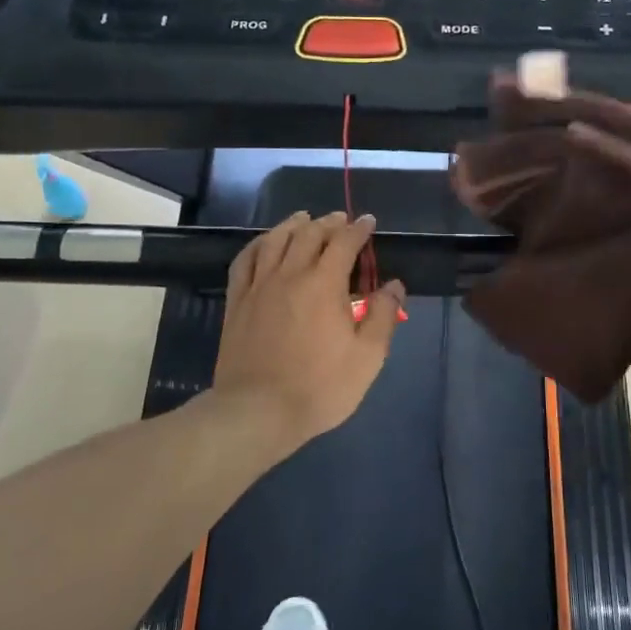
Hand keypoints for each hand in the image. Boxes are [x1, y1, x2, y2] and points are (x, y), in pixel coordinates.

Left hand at [214, 212, 405, 452]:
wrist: (258, 411)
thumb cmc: (320, 387)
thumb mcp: (367, 357)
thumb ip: (383, 316)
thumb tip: (393, 285)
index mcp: (324, 284)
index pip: (344, 242)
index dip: (358, 229)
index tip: (368, 222)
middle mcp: (290, 274)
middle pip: (309, 234)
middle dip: (328, 222)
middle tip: (340, 220)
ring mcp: (259, 286)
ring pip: (275, 240)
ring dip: (293, 225)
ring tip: (304, 219)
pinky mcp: (237, 301)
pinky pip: (245, 260)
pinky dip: (258, 244)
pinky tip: (264, 243)